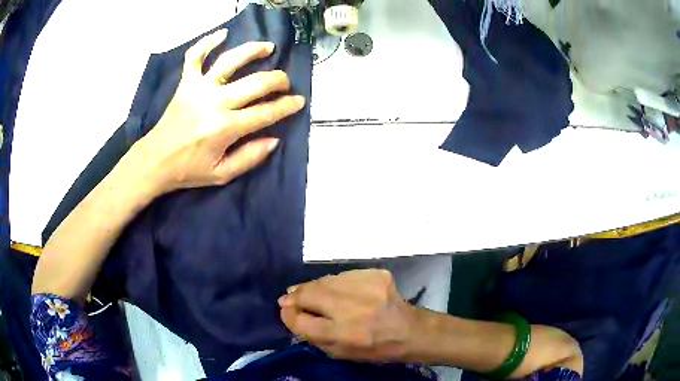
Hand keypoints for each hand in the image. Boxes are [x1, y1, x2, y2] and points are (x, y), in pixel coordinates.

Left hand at [132, 28, 305, 195]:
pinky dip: (207, 42)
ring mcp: (199, 88)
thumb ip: (250, 158)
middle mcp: (216, 102)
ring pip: (230, 61)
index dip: (287, 106)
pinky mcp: (186, 83)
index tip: (299, 101)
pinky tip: (223, 34)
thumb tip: (274, 139)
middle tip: (284, 83)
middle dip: (278, 80)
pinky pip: (195, 56)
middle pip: (256, 83)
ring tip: (268, 47)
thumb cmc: (188, 169)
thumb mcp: (222, 174)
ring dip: (253, 51)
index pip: (266, 112)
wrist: (155, 161)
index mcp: (226, 128)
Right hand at [279, 269, 417, 361]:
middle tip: (290, 296)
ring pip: (324, 281)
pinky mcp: (376, 274)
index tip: (285, 309)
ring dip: (312, 287)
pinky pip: (342, 275)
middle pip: (308, 294)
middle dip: (295, 295)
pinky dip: (334, 283)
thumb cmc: (372, 348)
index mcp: (342, 335)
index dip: (288, 314)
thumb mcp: (339, 353)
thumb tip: (291, 311)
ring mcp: (365, 288)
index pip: (300, 321)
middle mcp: (352, 310)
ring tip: (308, 291)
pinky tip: (337, 290)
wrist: (408, 330)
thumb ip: (311, 335)